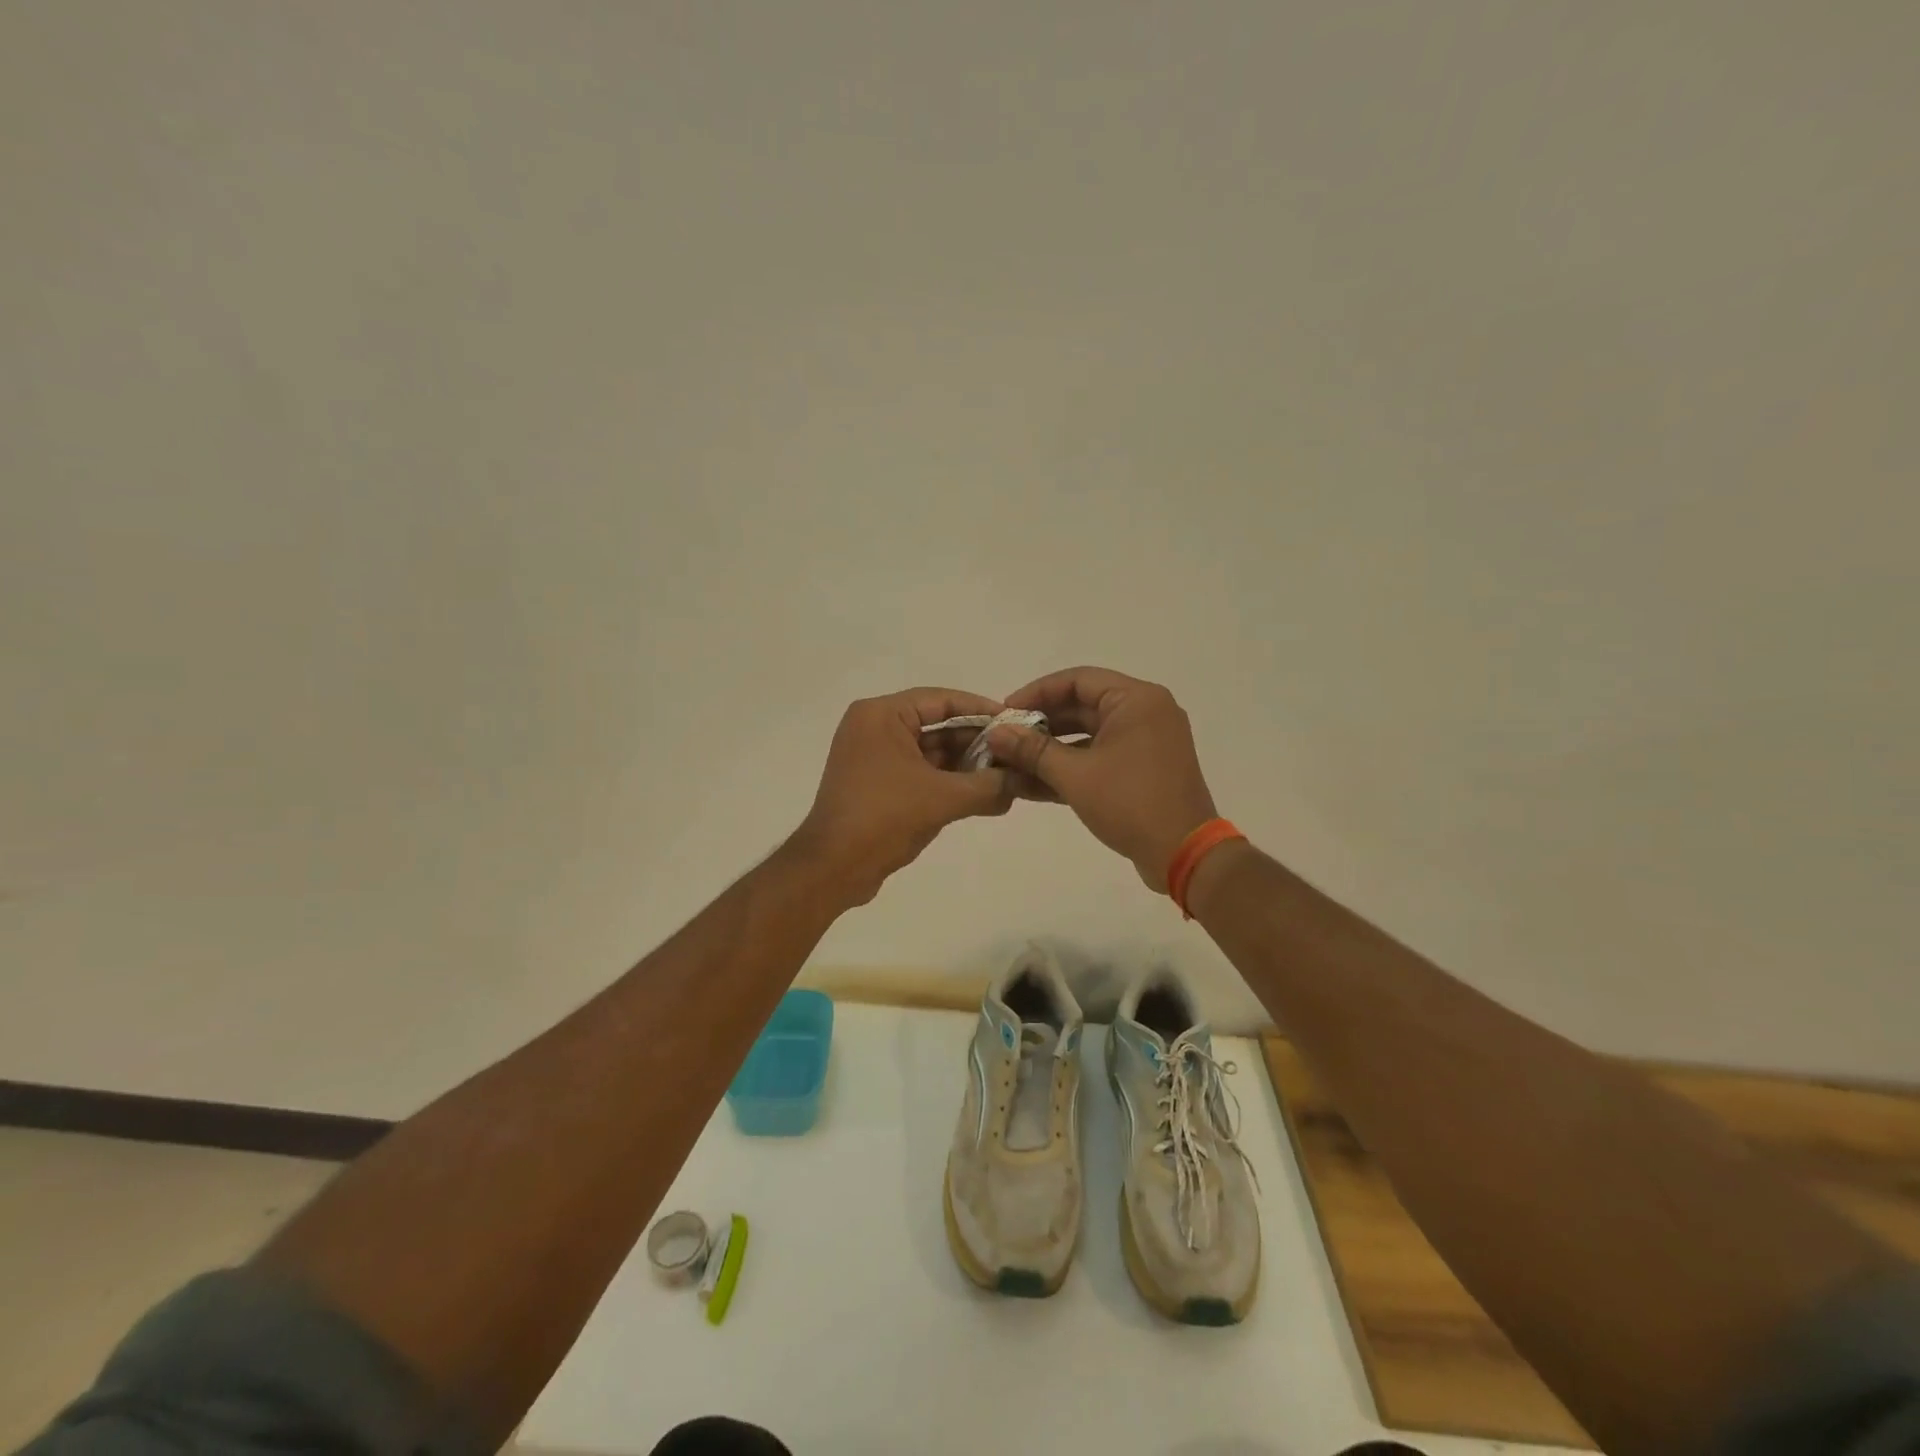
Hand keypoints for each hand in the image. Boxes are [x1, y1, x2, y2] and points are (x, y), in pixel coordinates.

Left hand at [791, 687, 1016, 906]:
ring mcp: (874, 758)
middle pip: (937, 726)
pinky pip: (921, 774)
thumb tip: (1024, 781)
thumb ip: (988, 785)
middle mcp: (875, 729)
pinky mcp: (877, 785)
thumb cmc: (884, 818)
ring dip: (967, 766)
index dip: (981, 710)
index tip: (1016, 721)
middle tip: (1017, 754)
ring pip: (931, 753)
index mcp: (881, 716)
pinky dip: (949, 783)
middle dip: (977, 742)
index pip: (941, 700)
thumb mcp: (943, 798)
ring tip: (1009, 777)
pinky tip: (985, 796)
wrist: (833, 869)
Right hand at [987, 667, 1217, 892]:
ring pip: (1089, 735)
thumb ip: (1032, 750)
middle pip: (1083, 706)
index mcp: (1136, 700)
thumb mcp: (1075, 775)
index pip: (1077, 680)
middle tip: (1005, 738)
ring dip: (1052, 749)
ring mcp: (1147, 742)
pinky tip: (1034, 783)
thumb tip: (996, 733)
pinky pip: (1101, 757)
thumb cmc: (1130, 803)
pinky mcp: (1144, 770)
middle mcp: (1146, 713)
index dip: (1037, 692)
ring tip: (1012, 762)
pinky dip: (1072, 767)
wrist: (1183, 853)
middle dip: (1041, 724)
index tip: (1005, 710)